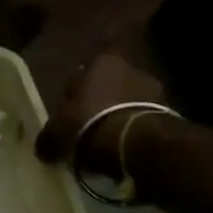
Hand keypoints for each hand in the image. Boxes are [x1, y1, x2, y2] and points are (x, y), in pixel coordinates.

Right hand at [36, 55, 173, 180]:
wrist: (136, 143)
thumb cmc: (90, 124)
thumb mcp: (57, 133)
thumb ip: (48, 138)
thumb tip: (43, 148)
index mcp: (101, 62)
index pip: (78, 78)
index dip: (69, 100)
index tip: (65, 120)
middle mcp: (130, 67)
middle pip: (105, 89)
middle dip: (96, 107)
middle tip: (83, 132)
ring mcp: (154, 89)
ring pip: (126, 104)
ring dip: (116, 119)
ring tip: (104, 145)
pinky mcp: (170, 112)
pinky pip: (141, 121)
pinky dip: (132, 132)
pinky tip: (122, 149)